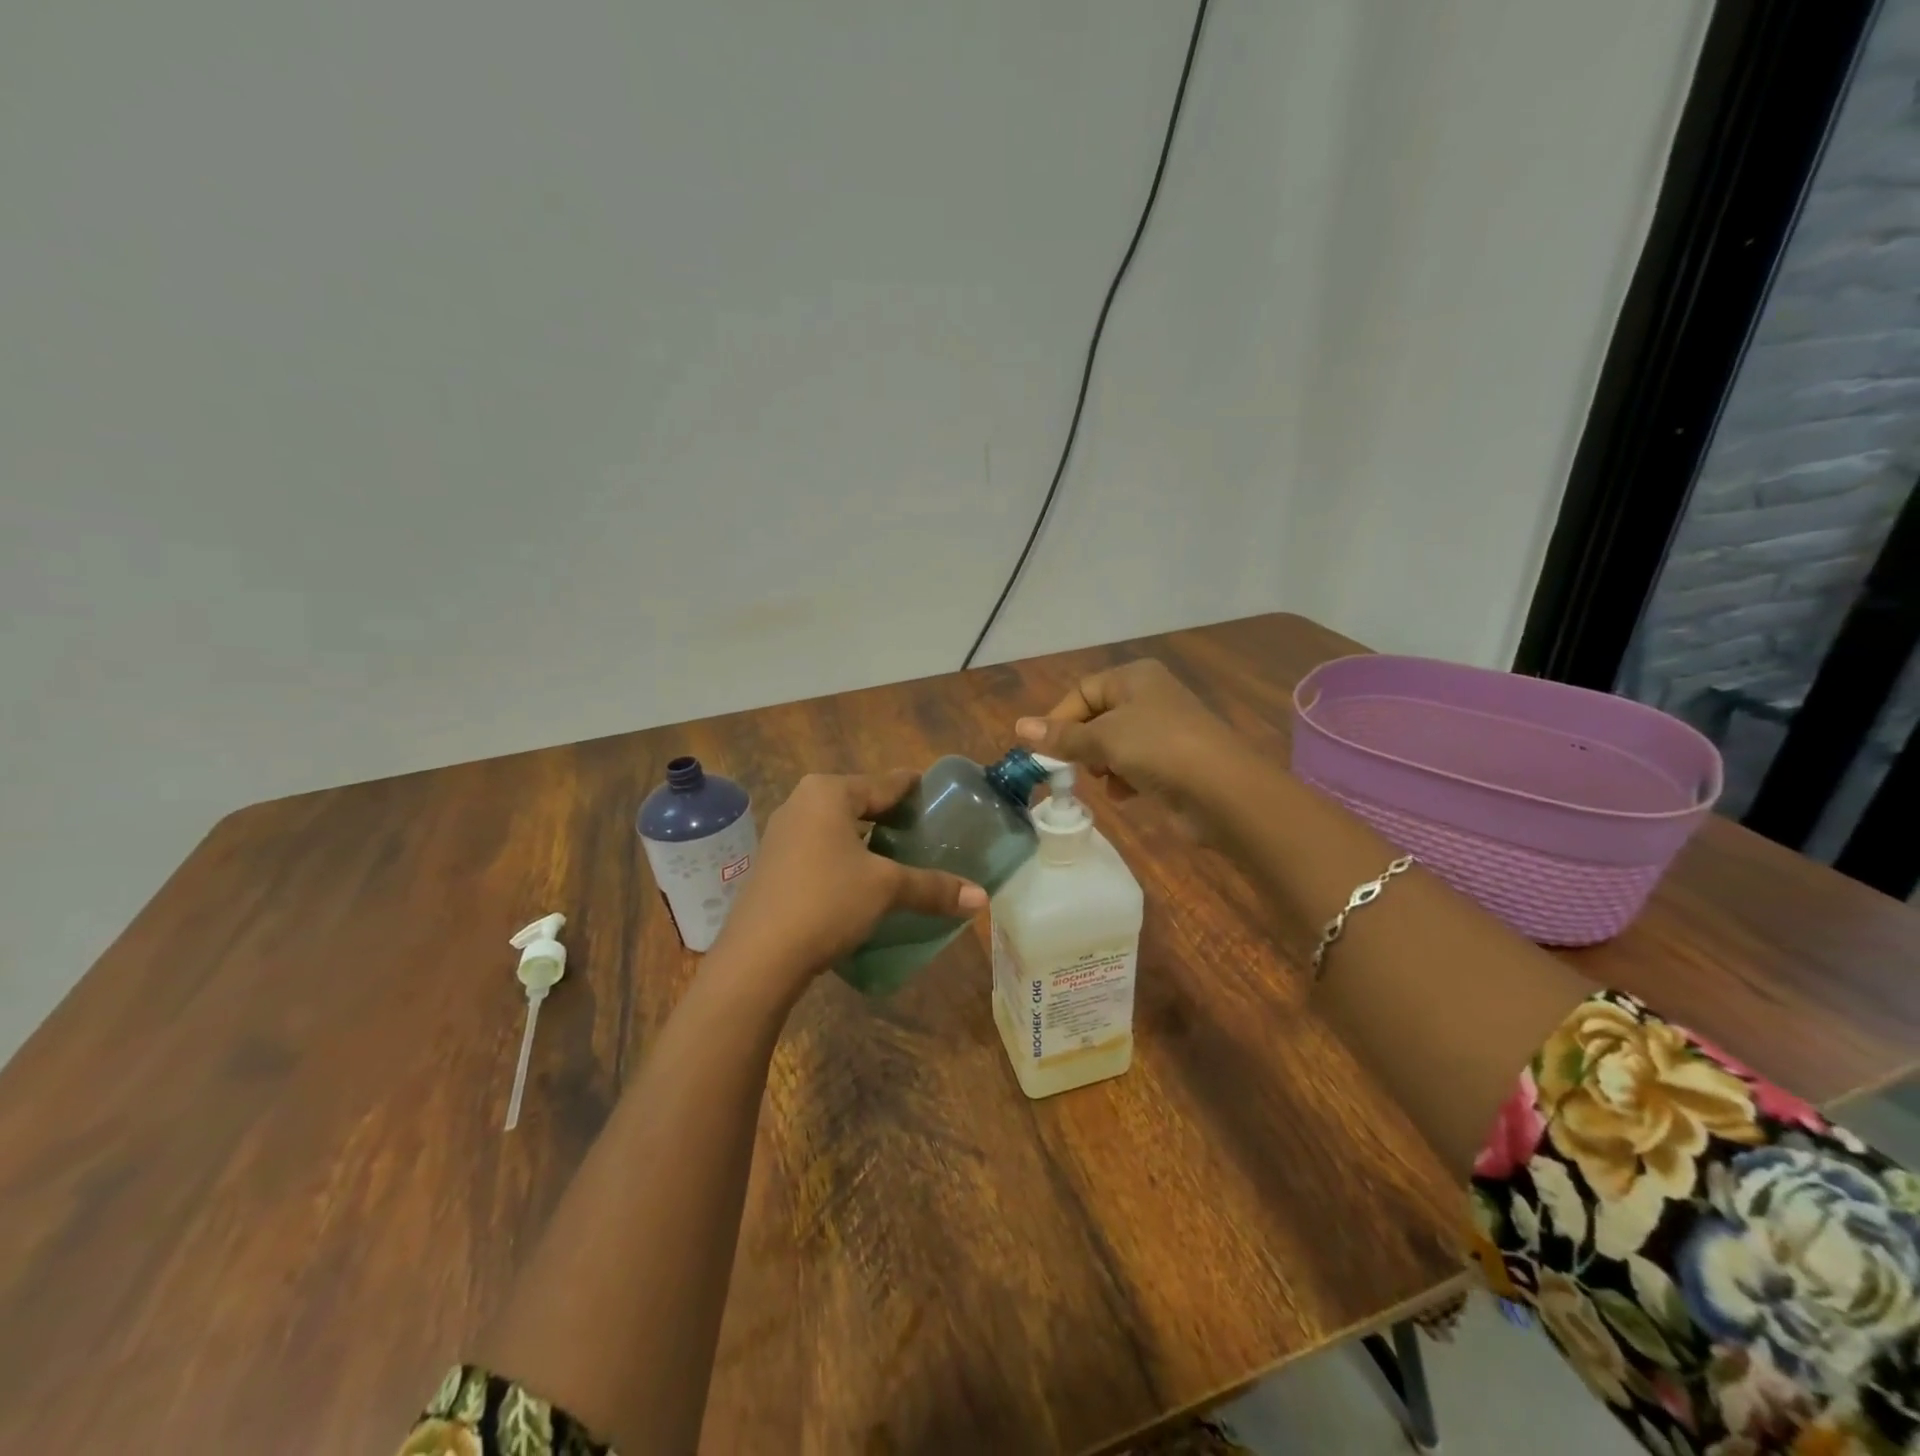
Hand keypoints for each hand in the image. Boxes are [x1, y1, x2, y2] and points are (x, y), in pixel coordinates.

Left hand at [711, 771, 986, 996]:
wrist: (758, 957)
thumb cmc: (826, 901)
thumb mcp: (886, 889)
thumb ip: (932, 887)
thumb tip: (981, 898)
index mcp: (828, 793)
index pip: (884, 782)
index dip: (915, 789)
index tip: (939, 795)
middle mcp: (801, 804)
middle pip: (860, 802)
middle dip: (892, 817)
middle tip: (928, 832)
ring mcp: (782, 835)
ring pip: (839, 829)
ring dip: (868, 841)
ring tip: (902, 857)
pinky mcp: (774, 865)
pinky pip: (821, 850)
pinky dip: (846, 858)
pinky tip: (865, 881)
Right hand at [1014, 659, 1247, 824]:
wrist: (1222, 791)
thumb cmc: (1158, 749)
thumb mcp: (1103, 739)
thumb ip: (1062, 736)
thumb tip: (1019, 726)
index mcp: (1134, 678)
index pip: (1082, 691)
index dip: (1060, 719)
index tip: (1046, 750)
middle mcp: (1150, 697)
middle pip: (1097, 718)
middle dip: (1083, 745)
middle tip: (1076, 767)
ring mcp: (1164, 730)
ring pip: (1115, 744)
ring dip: (1103, 765)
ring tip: (1105, 781)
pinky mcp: (1174, 761)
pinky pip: (1136, 765)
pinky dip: (1126, 779)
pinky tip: (1126, 795)